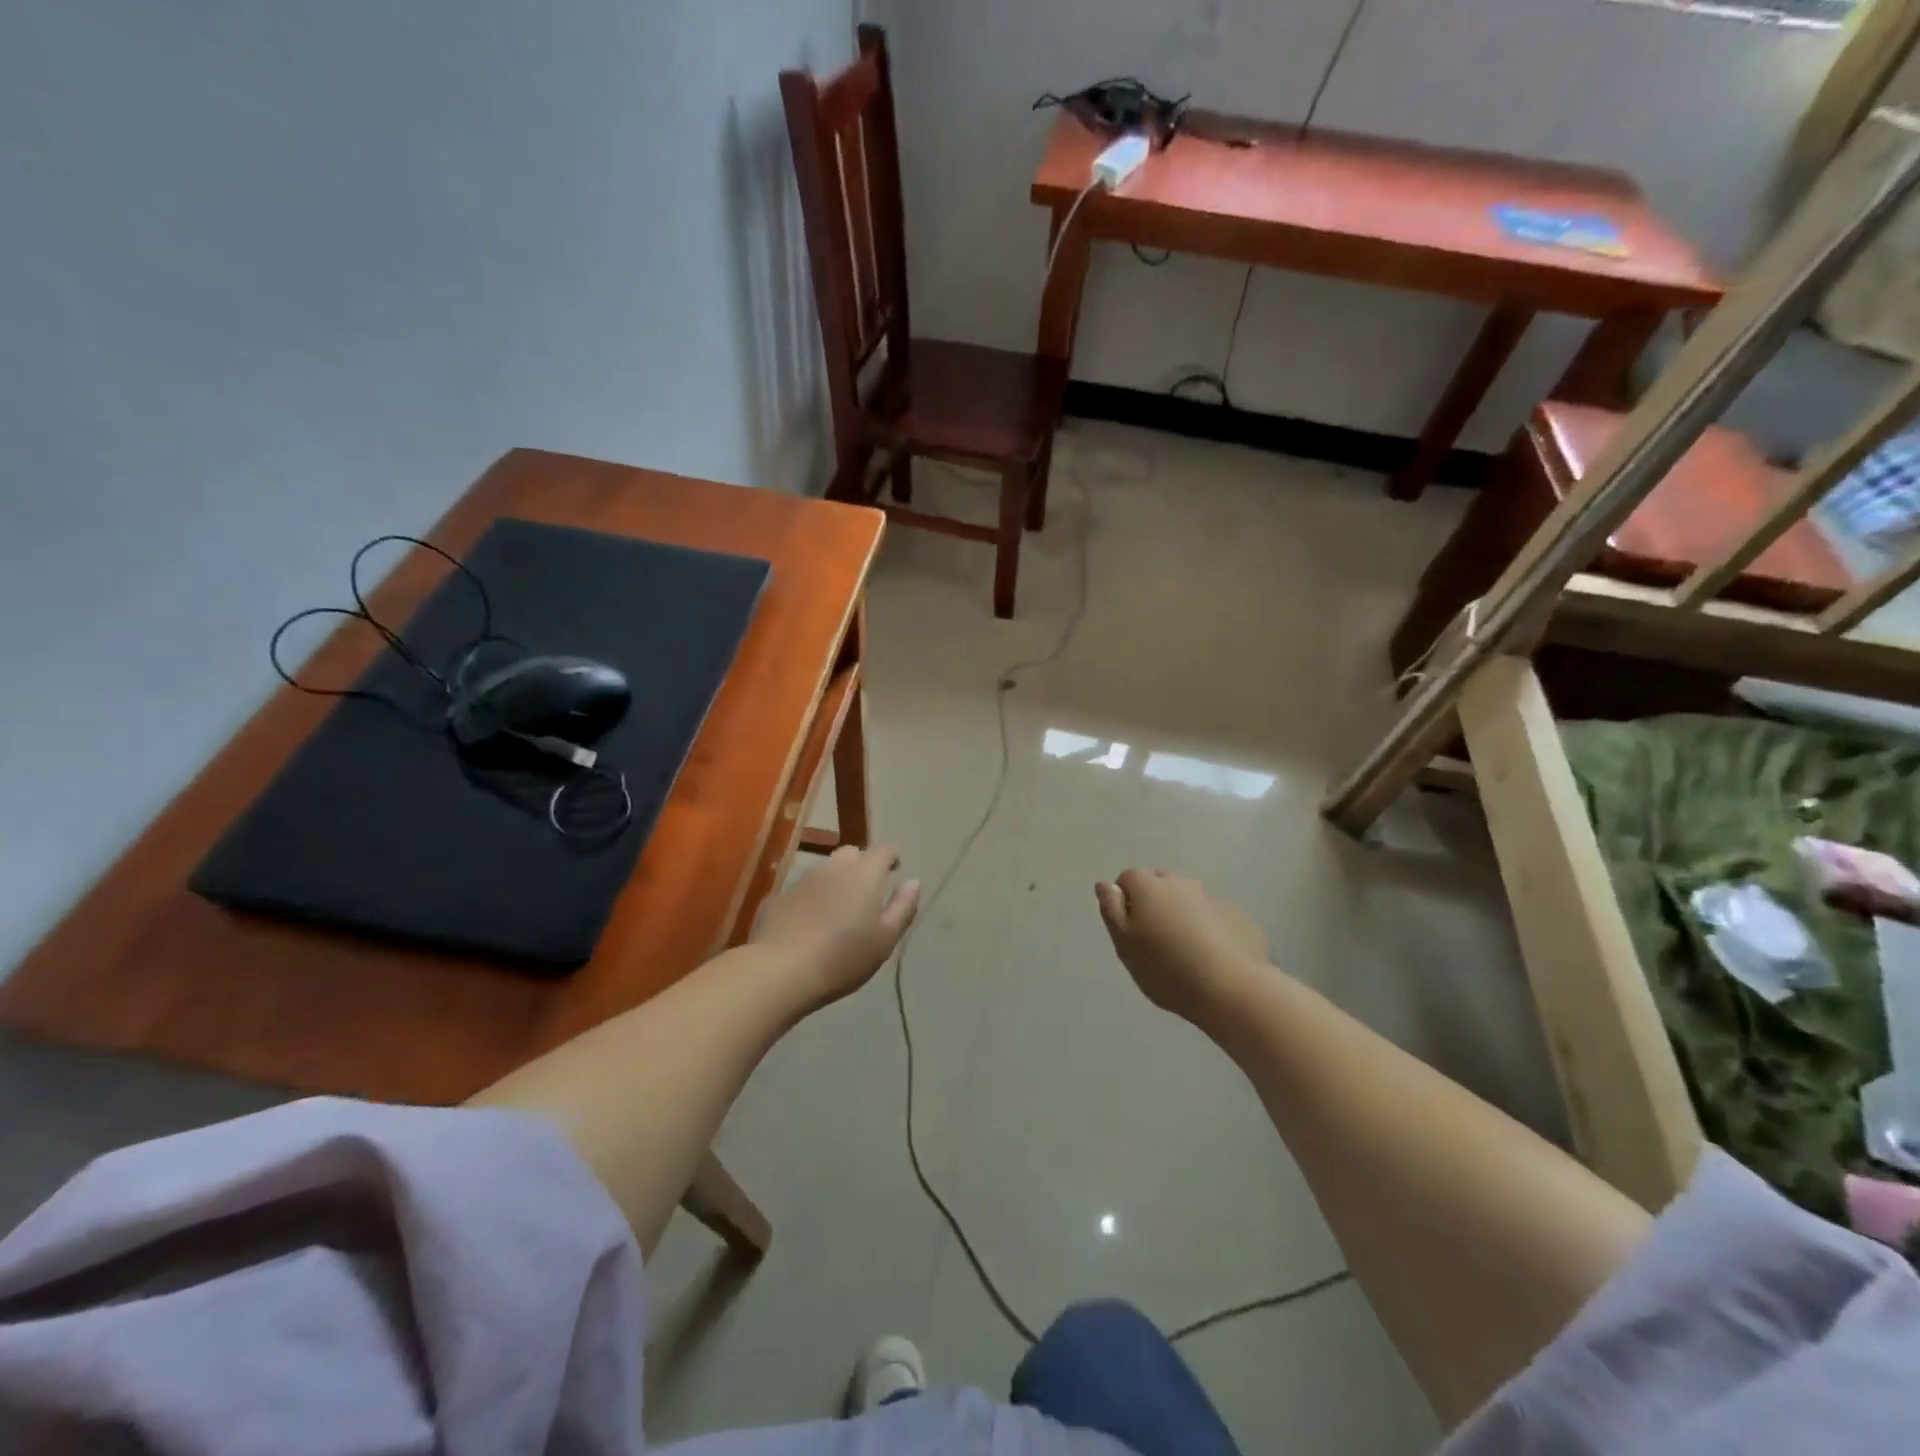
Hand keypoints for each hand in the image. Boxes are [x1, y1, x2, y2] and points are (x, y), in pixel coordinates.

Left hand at [751, 844, 919, 1007]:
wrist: (780, 971)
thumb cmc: (843, 957)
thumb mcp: (885, 939)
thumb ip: (903, 907)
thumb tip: (913, 882)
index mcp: (864, 874)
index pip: (884, 850)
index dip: (892, 855)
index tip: (896, 867)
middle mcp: (833, 868)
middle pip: (851, 854)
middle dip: (862, 864)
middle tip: (868, 890)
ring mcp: (802, 880)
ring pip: (825, 870)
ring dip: (835, 881)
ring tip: (838, 908)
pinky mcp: (778, 898)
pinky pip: (802, 890)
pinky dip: (811, 898)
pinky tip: (809, 922)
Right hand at [1095, 870, 1266, 1023]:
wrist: (1229, 989)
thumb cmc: (1165, 967)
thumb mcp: (1124, 944)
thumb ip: (1112, 910)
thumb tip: (1106, 885)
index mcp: (1149, 887)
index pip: (1128, 878)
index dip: (1124, 902)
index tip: (1129, 930)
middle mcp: (1182, 883)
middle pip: (1161, 885)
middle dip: (1155, 904)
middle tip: (1155, 940)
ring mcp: (1214, 898)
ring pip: (1190, 901)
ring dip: (1184, 916)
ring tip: (1186, 953)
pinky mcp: (1239, 918)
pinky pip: (1215, 918)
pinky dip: (1210, 930)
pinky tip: (1212, 959)